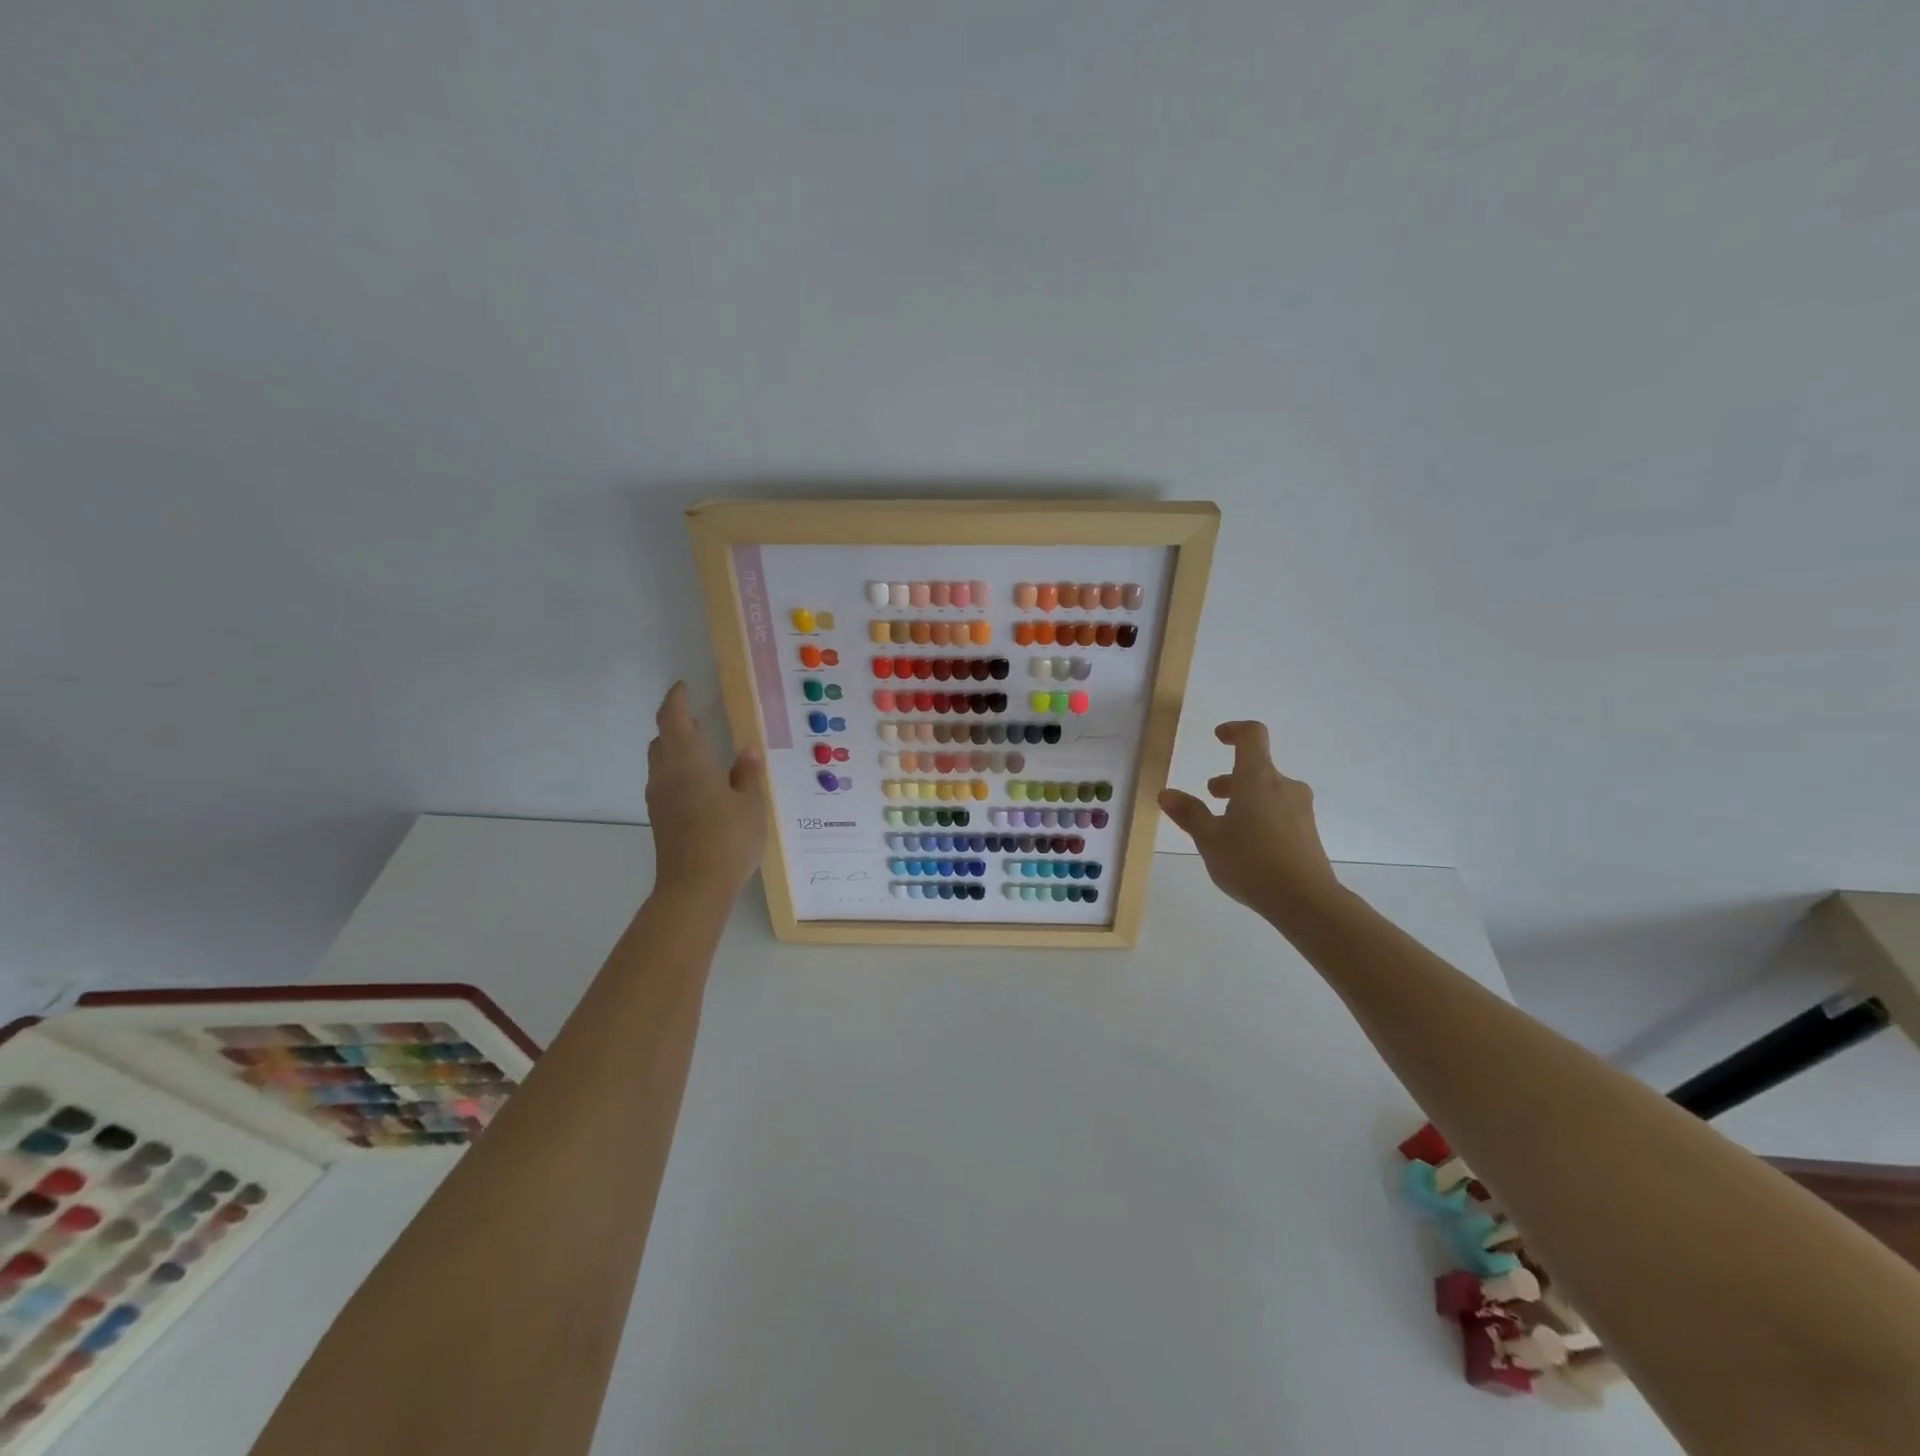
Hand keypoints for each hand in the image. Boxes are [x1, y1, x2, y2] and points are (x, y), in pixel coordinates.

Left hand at [645, 682, 766, 897]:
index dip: (676, 700)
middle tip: (700, 719)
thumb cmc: (728, 839)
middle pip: (662, 740)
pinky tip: (703, 784)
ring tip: (704, 750)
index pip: (673, 719)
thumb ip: (748, 774)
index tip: (684, 687)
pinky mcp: (661, 819)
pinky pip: (666, 783)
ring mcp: (659, 799)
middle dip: (677, 725)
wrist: (694, 888)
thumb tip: (747, 751)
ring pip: (662, 762)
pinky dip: (679, 772)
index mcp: (688, 761)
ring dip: (677, 750)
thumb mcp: (751, 804)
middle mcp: (666, 775)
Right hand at [1158, 721, 1343, 924]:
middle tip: (1211, 794)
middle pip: (1258, 768)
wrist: (1306, 901)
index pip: (1252, 736)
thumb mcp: (1209, 839)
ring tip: (1225, 825)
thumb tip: (1166, 793)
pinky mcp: (1308, 832)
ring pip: (1269, 792)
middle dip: (1232, 778)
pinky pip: (1280, 812)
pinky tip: (1247, 846)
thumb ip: (1189, 813)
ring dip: (1245, 799)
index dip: (1235, 730)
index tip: (1218, 737)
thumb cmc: (1251, 862)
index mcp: (1258, 778)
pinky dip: (1260, 816)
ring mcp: (1300, 810)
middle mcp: (1284, 786)